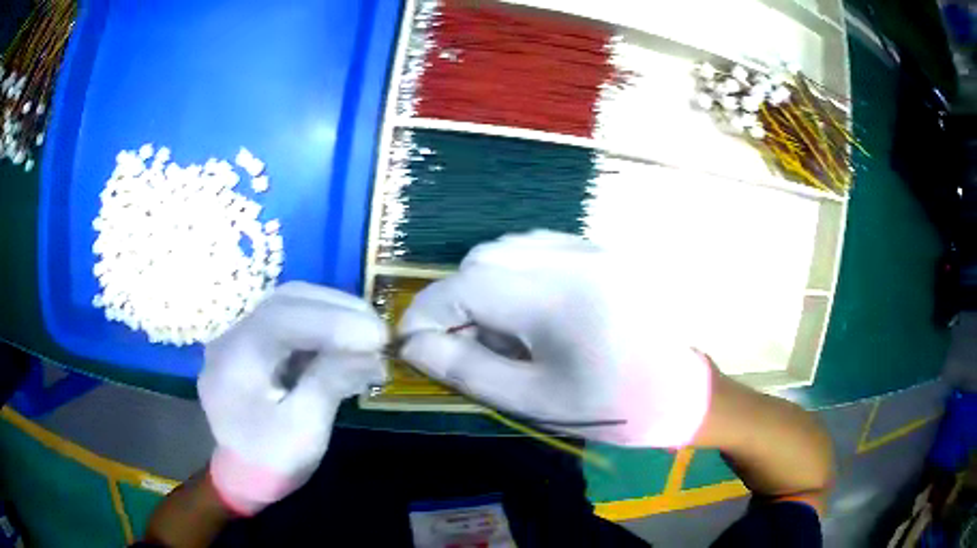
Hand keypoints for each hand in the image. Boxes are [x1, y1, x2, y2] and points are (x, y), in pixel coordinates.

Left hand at [199, 282, 387, 514]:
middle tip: (380, 332)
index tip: (379, 337)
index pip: (283, 319)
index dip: (333, 322)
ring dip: (332, 312)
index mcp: (236, 357)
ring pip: (289, 305)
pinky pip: (289, 321)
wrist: (241, 477)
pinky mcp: (254, 345)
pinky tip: (346, 340)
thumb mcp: (303, 430)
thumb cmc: (270, 460)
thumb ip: (331, 382)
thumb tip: (371, 353)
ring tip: (369, 333)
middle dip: (337, 310)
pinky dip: (322, 325)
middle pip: (287, 301)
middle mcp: (233, 336)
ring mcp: (242, 337)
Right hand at [398, 231, 711, 447]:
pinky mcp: (599, 250)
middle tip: (464, 347)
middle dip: (456, 302)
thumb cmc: (611, 405)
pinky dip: (514, 274)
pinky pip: (536, 248)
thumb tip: (414, 345)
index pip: (463, 287)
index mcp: (555, 297)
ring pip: (506, 250)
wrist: (681, 390)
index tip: (410, 344)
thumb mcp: (533, 398)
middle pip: (481, 260)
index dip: (426, 313)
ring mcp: (589, 248)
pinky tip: (531, 311)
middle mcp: (570, 257)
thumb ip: (465, 370)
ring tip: (503, 333)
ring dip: (485, 286)